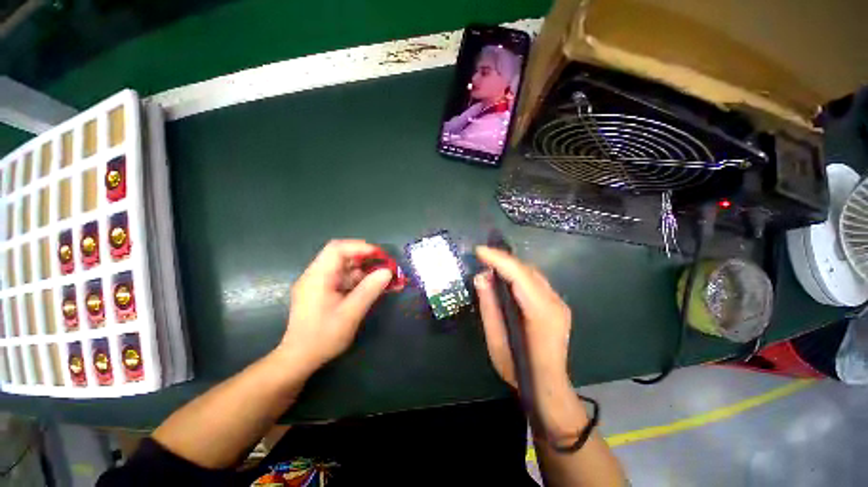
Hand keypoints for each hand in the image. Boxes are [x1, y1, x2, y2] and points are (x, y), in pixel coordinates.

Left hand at [279, 240, 392, 373]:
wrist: (299, 359)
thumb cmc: (323, 337)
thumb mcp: (350, 314)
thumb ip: (369, 290)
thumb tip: (387, 272)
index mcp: (317, 277)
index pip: (337, 249)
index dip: (360, 247)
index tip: (380, 255)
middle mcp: (315, 275)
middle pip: (341, 256)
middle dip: (365, 259)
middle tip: (384, 266)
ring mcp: (318, 283)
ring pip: (344, 268)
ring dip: (364, 271)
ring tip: (383, 279)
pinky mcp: (322, 291)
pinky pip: (342, 279)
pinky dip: (358, 281)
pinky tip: (372, 288)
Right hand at [474, 246, 585, 435]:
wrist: (547, 387)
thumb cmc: (518, 369)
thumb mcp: (496, 341)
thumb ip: (489, 306)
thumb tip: (481, 276)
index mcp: (541, 314)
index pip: (520, 276)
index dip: (498, 260)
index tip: (479, 251)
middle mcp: (555, 303)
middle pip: (527, 271)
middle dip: (503, 259)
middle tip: (481, 255)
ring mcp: (559, 303)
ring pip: (532, 273)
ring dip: (510, 265)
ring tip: (490, 262)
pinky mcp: (557, 304)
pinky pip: (535, 281)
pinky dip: (518, 273)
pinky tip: (505, 275)